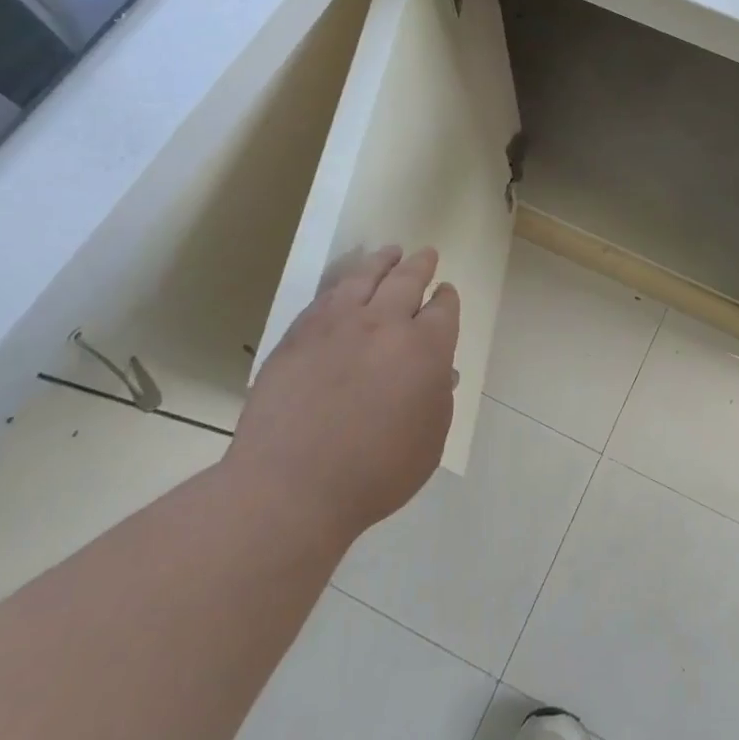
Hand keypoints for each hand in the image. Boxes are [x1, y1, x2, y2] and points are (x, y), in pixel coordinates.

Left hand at [224, 246, 458, 546]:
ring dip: (382, 261)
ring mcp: (338, 325)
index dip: (447, 298)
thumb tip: (439, 372)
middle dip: (421, 265)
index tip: (446, 292)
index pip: (443, 309)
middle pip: (407, 280)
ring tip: (390, 252)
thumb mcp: (429, 442)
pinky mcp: (299, 334)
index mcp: (425, 348)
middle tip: (426, 254)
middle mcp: (385, 324)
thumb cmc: (374, 473)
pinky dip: (344, 284)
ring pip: (365, 277)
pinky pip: (327, 297)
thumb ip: (439, 398)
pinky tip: (346, 285)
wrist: (291, 487)